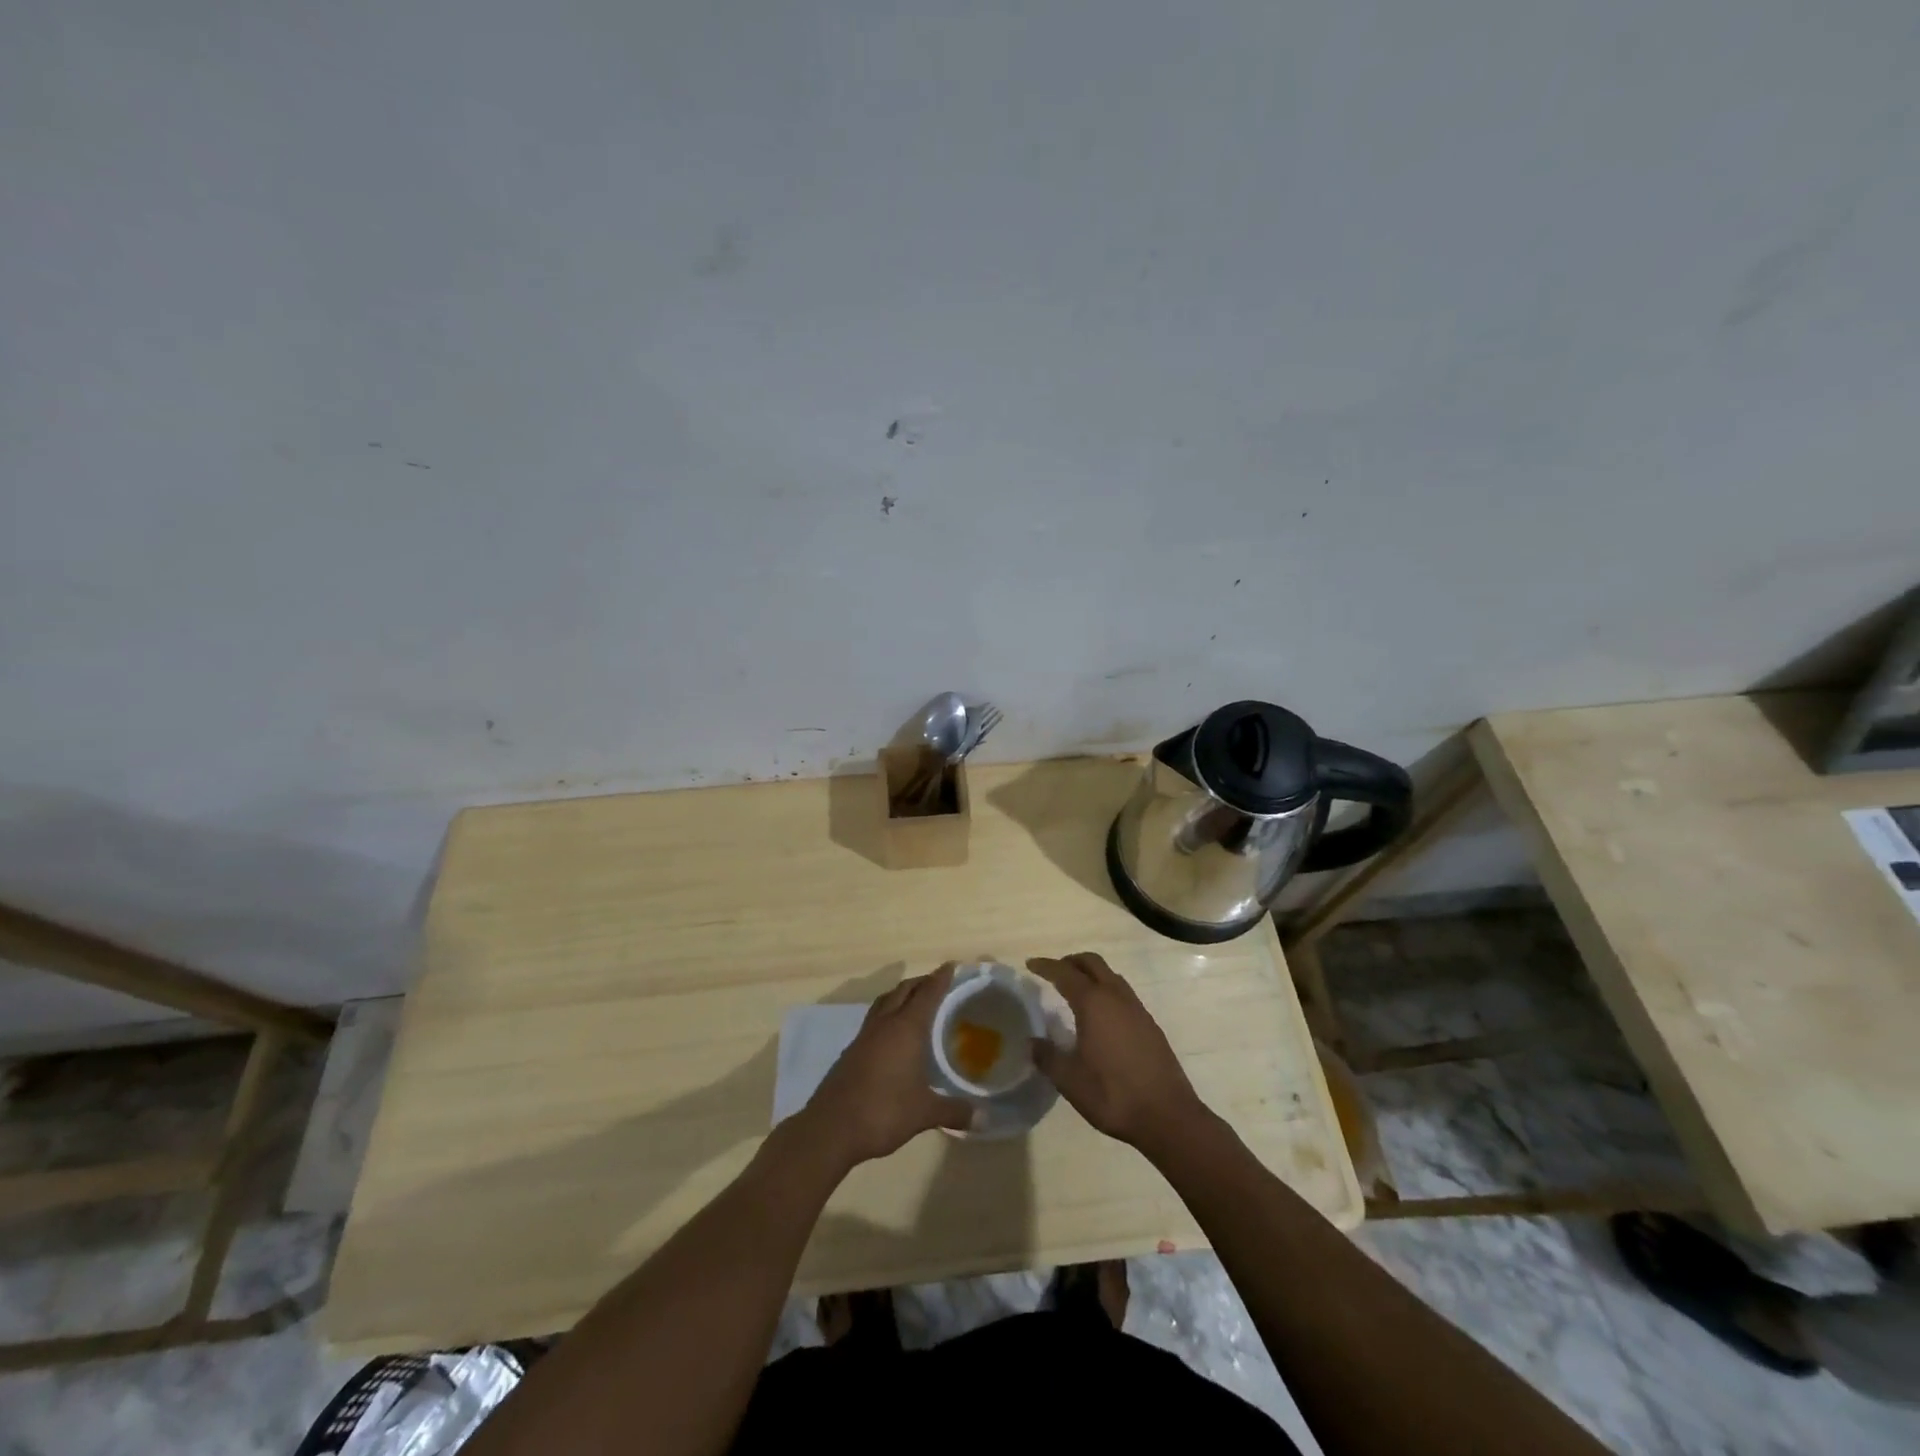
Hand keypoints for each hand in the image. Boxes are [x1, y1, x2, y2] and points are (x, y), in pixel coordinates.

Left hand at [802, 964, 970, 1166]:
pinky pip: (874, 1019)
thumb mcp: (925, 1113)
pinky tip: (893, 1034)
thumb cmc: (884, 1111)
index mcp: (906, 1028)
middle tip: (938, 983)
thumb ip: (955, 1111)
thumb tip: (984, 1118)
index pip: (928, 993)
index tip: (952, 966)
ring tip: (915, 1001)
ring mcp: (865, 1035)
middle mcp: (885, 1023)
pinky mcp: (851, 1050)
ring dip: (901, 995)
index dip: (941, 978)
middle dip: (921, 982)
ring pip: (885, 1001)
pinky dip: (887, 1014)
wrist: (831, 1128)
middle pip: (904, 990)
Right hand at [1027, 952, 1210, 1158]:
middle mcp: (1116, 997)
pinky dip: (1106, 991)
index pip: (1065, 973)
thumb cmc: (1112, 1094)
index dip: (1046, 966)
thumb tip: (1032, 1042)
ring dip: (1091, 974)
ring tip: (1076, 990)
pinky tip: (1101, 1016)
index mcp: (1094, 1004)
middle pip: (1092, 963)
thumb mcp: (1069, 1080)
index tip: (1030, 964)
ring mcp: (1137, 1009)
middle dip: (1071, 961)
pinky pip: (1123, 994)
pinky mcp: (1150, 1025)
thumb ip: (1047, 1057)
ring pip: (1111, 976)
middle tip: (1054, 971)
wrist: (1167, 1115)